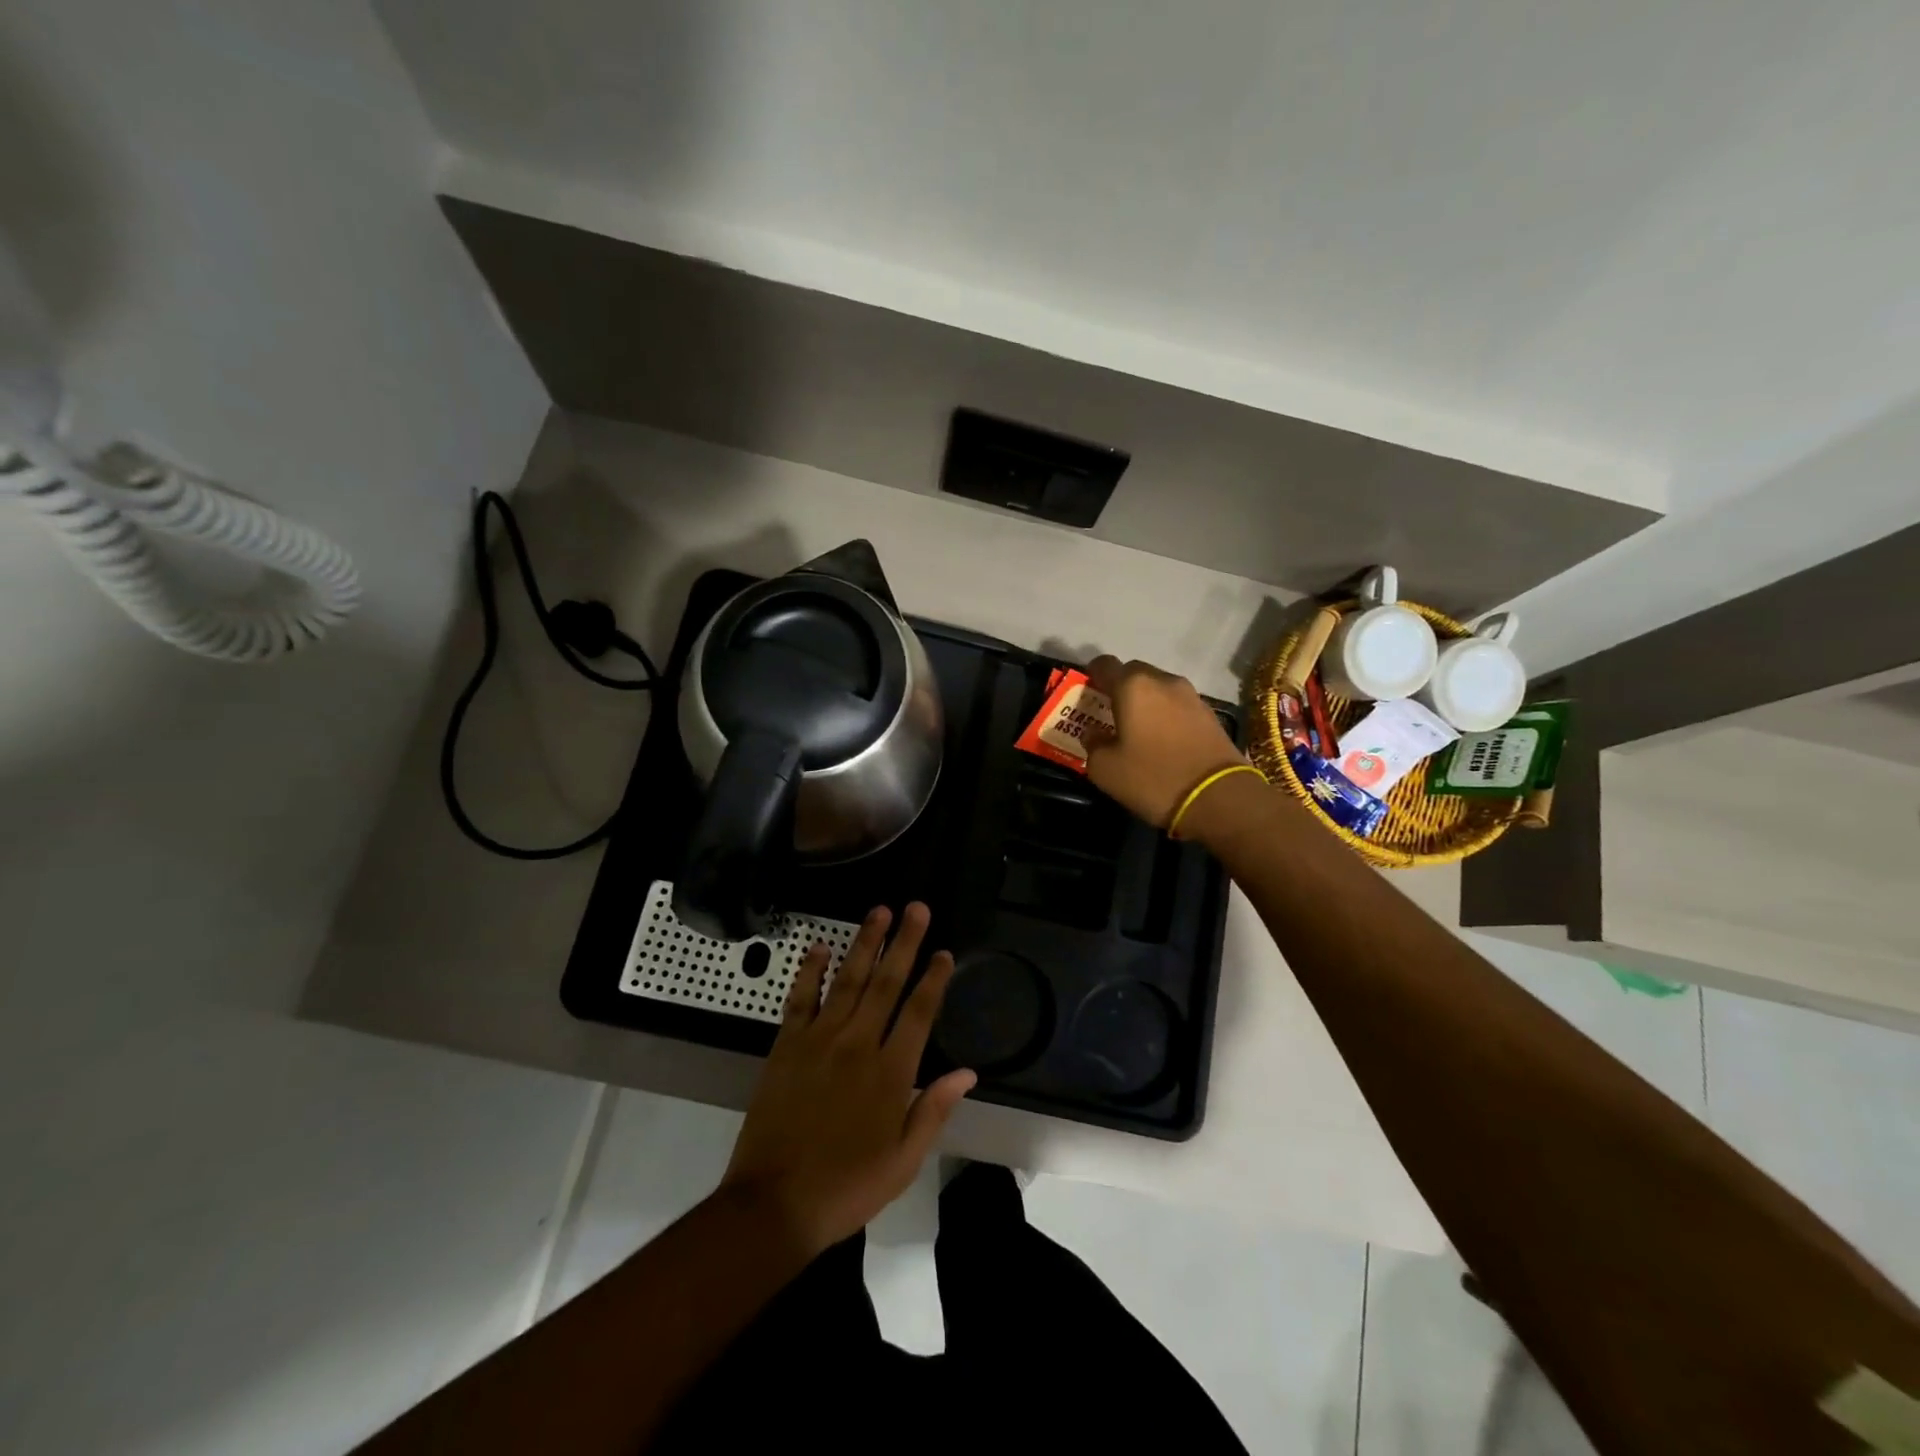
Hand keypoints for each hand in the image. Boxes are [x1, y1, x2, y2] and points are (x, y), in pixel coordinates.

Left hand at [718, 903, 975, 1255]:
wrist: (774, 1204)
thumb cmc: (847, 1187)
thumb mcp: (903, 1160)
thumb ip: (934, 1110)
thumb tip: (967, 1073)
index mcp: (890, 1073)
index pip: (919, 1012)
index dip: (933, 979)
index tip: (944, 952)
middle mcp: (858, 1045)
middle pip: (886, 983)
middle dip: (904, 942)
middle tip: (917, 908)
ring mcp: (819, 1041)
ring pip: (848, 980)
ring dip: (865, 943)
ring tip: (879, 912)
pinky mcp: (787, 1046)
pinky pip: (800, 999)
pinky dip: (810, 971)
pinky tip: (819, 946)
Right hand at [1084, 655, 1245, 828]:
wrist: (1219, 798)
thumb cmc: (1153, 778)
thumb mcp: (1105, 769)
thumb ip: (1093, 744)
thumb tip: (1094, 733)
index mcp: (1132, 686)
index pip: (1104, 665)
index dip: (1091, 675)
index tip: (1086, 692)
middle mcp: (1163, 681)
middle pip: (1134, 673)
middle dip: (1120, 688)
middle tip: (1109, 714)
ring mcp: (1191, 696)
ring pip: (1158, 689)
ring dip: (1145, 702)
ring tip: (1137, 729)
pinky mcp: (1210, 714)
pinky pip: (1177, 706)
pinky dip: (1166, 715)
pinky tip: (1162, 740)